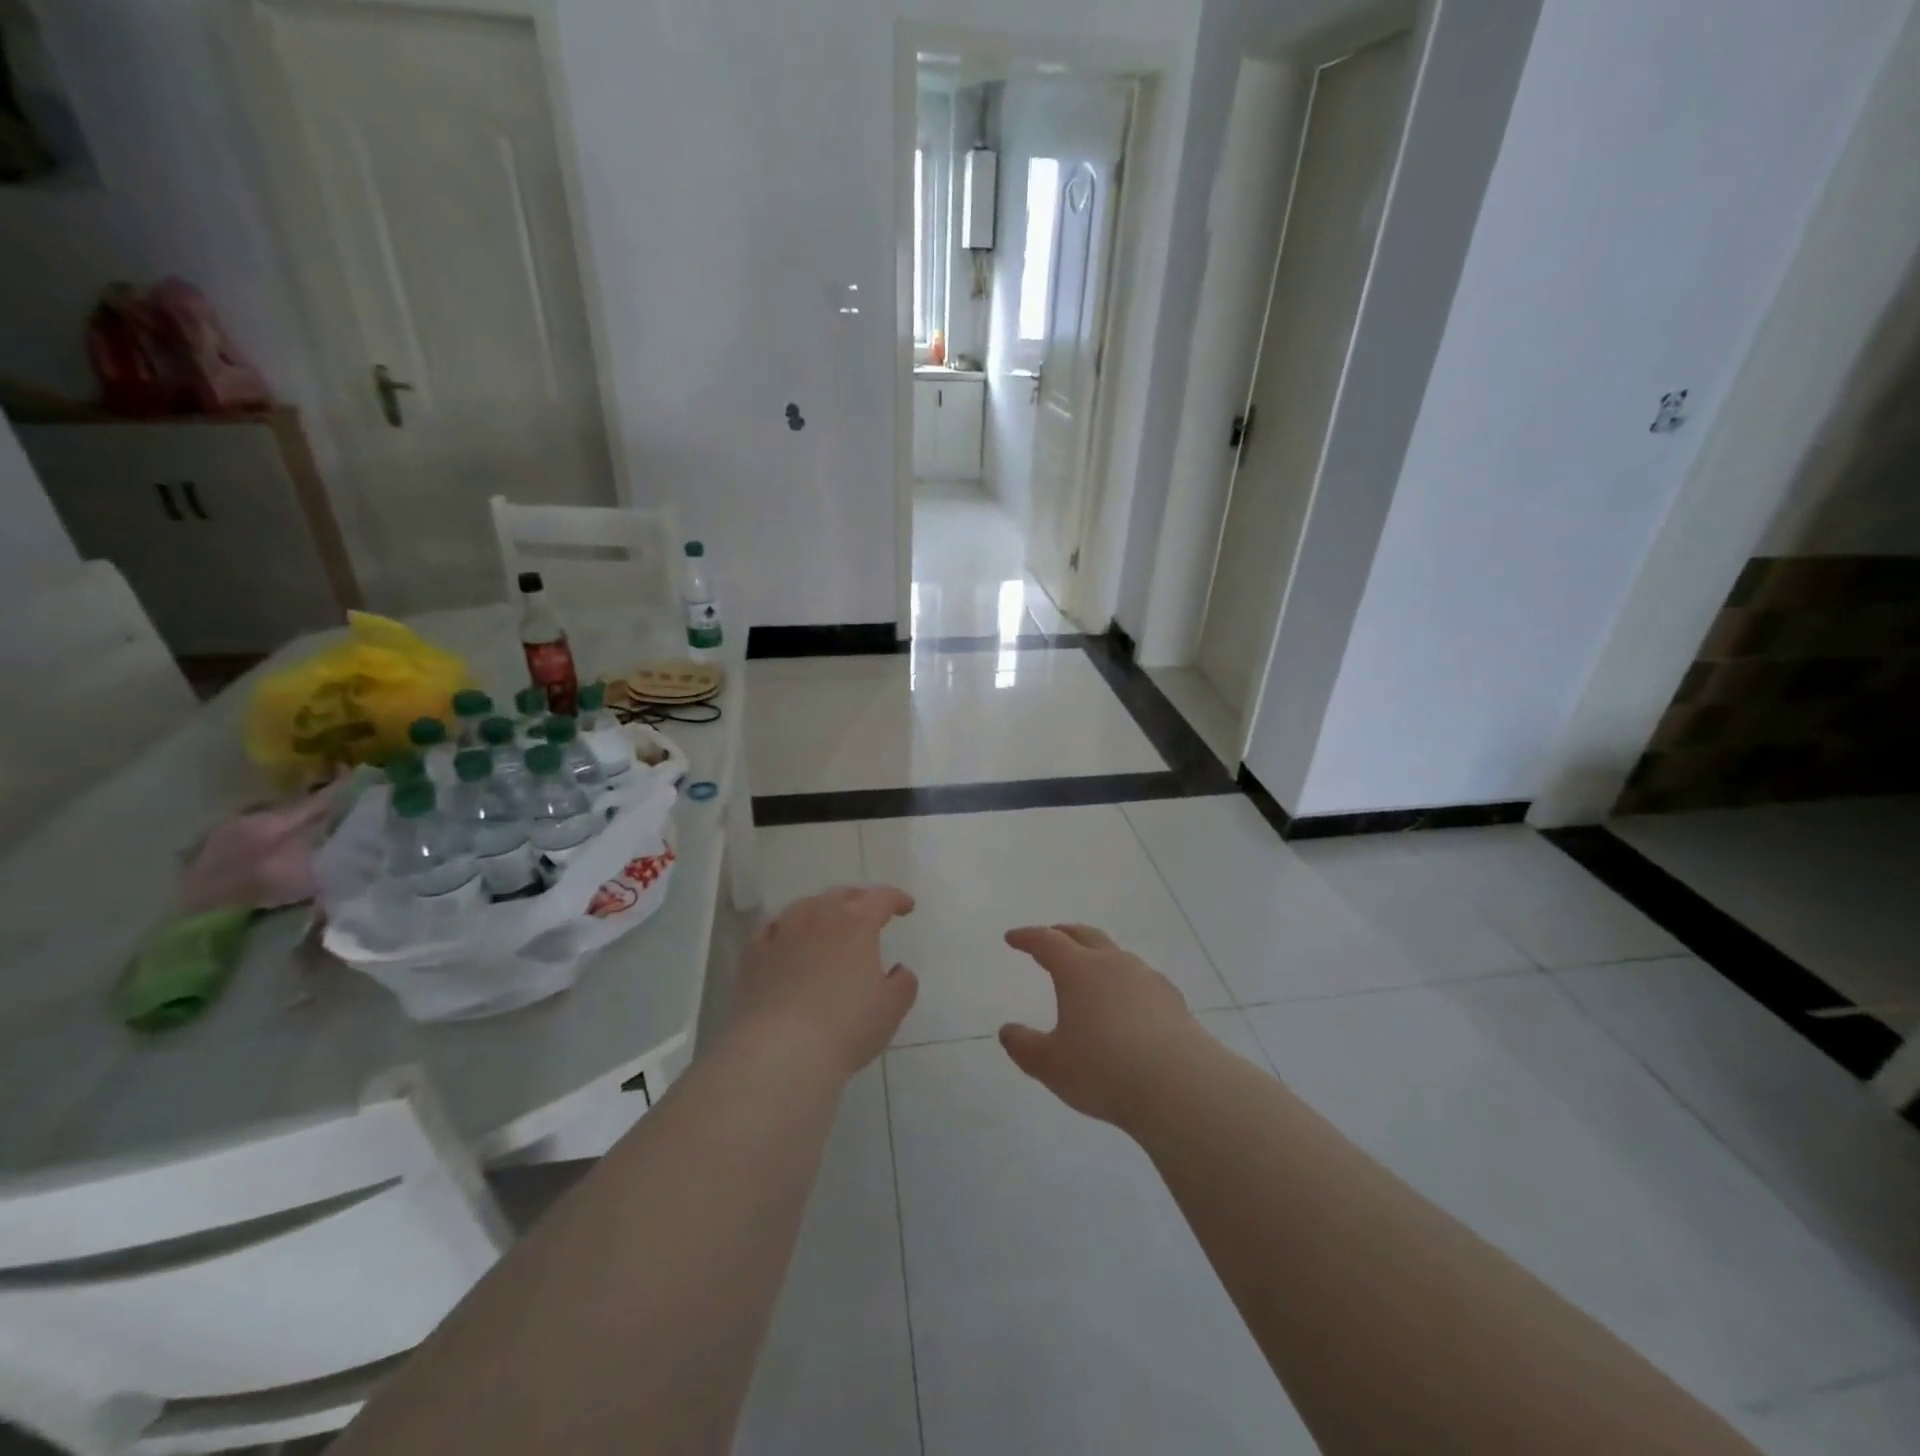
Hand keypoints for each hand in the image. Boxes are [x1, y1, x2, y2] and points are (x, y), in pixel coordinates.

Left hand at [729, 886, 918, 1075]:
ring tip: (827, 924)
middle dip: (858, 900)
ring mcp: (782, 932)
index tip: (906, 907)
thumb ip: (902, 983)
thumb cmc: (846, 1027)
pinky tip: (786, 941)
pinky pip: (772, 930)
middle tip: (868, 914)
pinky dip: (785, 929)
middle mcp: (818, 917)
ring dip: (821, 910)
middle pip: (841, 895)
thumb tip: (899, 970)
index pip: (880, 897)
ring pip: (804, 907)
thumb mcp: (891, 1009)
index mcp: (857, 923)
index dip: (896, 899)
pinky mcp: (753, 955)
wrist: (780, 1050)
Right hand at [999, 924, 1206, 1128]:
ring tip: (1090, 972)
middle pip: (1085, 936)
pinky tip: (1128, 1003)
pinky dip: (1125, 982)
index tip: (1013, 938)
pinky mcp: (1172, 1000)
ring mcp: (1147, 978)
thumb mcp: (1051, 1065)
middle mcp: (1113, 964)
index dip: (1027, 937)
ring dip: (1098, 956)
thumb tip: (1007, 1030)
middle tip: (1051, 937)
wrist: (1180, 1086)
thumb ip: (1025, 1046)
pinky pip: (1141, 979)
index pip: (1047, 941)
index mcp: (1078, 970)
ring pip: (1116, 955)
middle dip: (1064, 934)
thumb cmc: (1105, 1070)